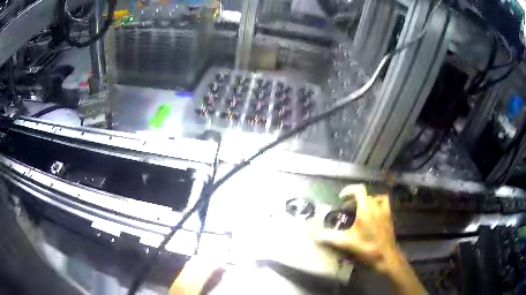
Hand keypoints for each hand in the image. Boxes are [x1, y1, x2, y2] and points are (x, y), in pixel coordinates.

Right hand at [311, 184, 425, 294]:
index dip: (349, 191)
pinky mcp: (390, 218)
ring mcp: (385, 211)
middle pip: (366, 195)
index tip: (341, 198)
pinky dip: (377, 205)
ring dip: (368, 201)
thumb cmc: (366, 247)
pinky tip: (372, 216)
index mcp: (366, 209)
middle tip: (347, 208)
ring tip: (361, 209)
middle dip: (355, 199)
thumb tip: (313, 235)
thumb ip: (329, 238)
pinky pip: (384, 205)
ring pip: (377, 198)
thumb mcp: (346, 243)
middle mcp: (377, 206)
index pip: (359, 190)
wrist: (386, 256)